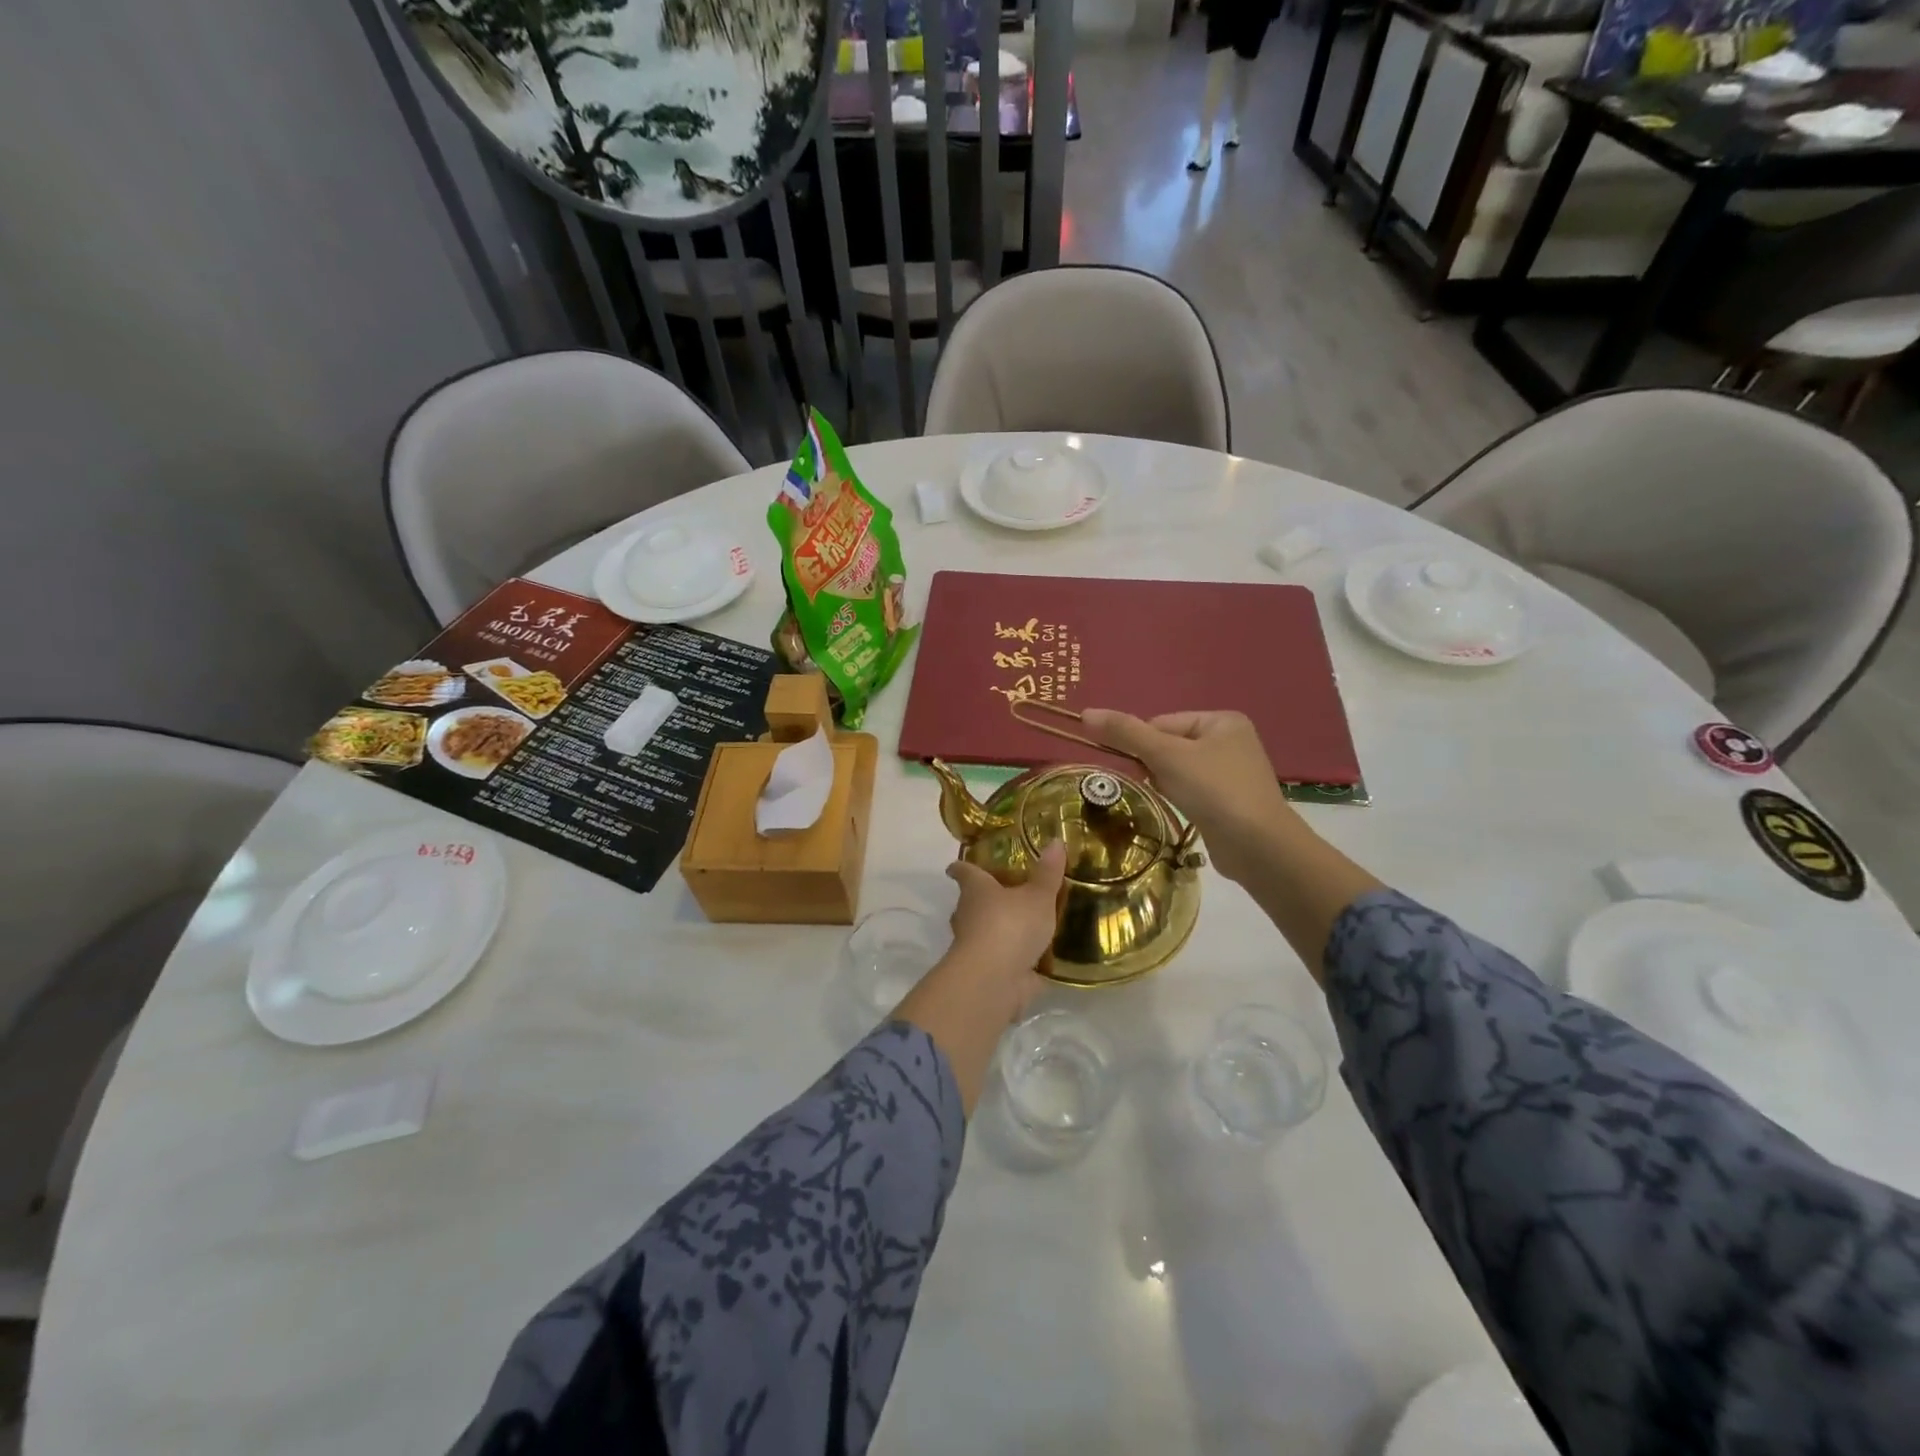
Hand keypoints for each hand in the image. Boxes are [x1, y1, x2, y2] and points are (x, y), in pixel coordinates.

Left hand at [894, 841, 1069, 1112]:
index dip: (961, 867)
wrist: (994, 979)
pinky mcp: (984, 973)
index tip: (954, 866)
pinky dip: (1009, 959)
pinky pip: (997, 960)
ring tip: (1017, 927)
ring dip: (993, 931)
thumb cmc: (1011, 925)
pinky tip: (1028, 960)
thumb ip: (1048, 873)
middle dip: (979, 901)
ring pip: (978, 933)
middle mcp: (967, 916)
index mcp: (976, 890)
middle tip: (997, 895)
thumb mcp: (1038, 896)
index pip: (965, 872)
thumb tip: (1055, 841)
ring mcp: (972, 946)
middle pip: (967, 903)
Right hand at [1078, 709, 1300, 884]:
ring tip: (1174, 800)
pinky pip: (1193, 791)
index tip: (1138, 768)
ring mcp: (1233, 773)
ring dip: (1166, 784)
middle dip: (1155, 766)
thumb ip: (1126, 732)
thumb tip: (1085, 713)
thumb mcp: (1165, 756)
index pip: (1162, 722)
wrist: (1258, 846)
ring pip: (1179, 770)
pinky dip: (1182, 799)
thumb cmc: (1213, 790)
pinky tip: (1185, 811)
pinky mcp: (1230, 802)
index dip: (1143, 744)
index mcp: (1222, 720)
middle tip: (1156, 785)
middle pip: (1169, 746)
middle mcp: (1231, 741)